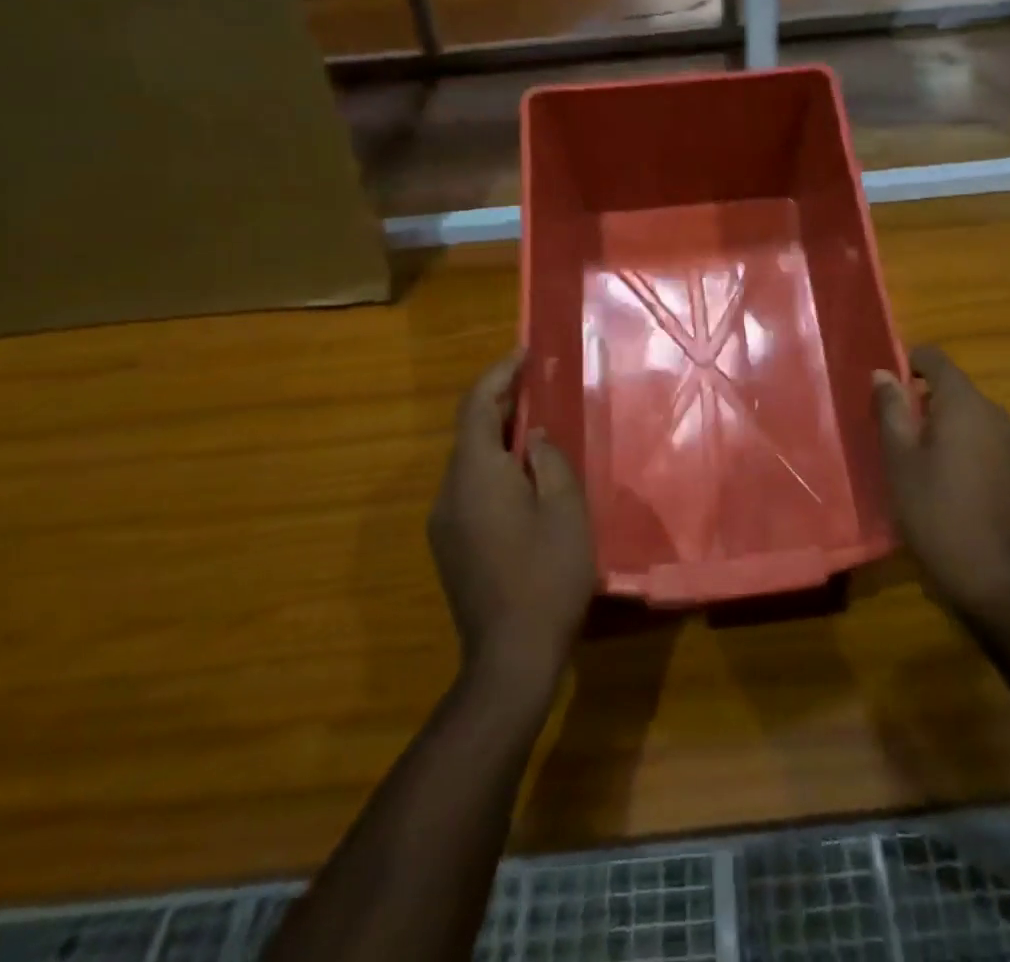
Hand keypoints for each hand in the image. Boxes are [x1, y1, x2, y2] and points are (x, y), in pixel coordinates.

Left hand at [428, 351, 595, 689]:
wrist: (509, 657)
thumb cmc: (547, 575)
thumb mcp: (564, 509)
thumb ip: (549, 460)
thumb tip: (536, 435)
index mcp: (475, 474)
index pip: (476, 406)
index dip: (499, 374)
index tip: (524, 353)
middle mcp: (449, 491)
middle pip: (469, 431)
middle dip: (500, 403)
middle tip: (537, 385)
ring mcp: (444, 521)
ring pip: (469, 462)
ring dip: (497, 437)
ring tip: (536, 427)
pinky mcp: (450, 545)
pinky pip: (469, 488)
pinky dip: (493, 467)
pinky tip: (523, 478)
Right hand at [874, 346, 1009, 620]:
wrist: (994, 581)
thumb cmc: (935, 513)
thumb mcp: (899, 460)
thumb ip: (891, 410)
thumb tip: (883, 373)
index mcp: (964, 405)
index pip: (937, 359)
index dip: (911, 363)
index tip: (890, 389)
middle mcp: (996, 414)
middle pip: (956, 388)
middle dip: (926, 400)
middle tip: (899, 433)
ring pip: (974, 417)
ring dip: (948, 425)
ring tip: (924, 460)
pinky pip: (990, 442)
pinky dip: (969, 447)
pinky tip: (956, 483)